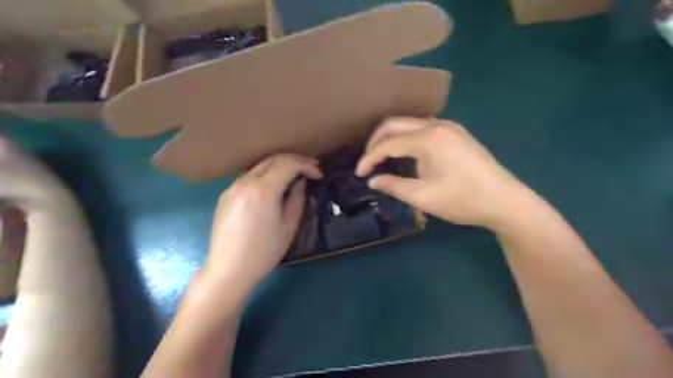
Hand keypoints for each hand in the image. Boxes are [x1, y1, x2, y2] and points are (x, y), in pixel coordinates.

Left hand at [201, 153, 320, 294]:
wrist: (229, 270)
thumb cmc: (264, 252)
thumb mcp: (289, 226)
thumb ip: (297, 199)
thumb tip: (301, 182)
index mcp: (263, 190)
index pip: (288, 164)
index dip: (306, 165)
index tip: (318, 174)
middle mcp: (245, 182)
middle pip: (273, 159)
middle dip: (295, 160)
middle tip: (311, 169)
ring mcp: (232, 187)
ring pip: (261, 166)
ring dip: (280, 166)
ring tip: (295, 175)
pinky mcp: (226, 194)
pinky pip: (250, 176)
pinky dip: (266, 175)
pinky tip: (274, 186)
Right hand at [354, 116, 533, 229]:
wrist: (505, 201)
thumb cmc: (463, 200)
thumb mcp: (423, 197)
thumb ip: (393, 186)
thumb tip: (373, 180)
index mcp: (428, 138)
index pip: (388, 143)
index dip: (369, 158)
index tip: (359, 173)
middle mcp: (437, 125)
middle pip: (395, 124)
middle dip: (376, 142)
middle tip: (367, 162)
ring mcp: (448, 127)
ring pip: (409, 124)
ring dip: (391, 138)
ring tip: (381, 158)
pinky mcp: (455, 133)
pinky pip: (422, 129)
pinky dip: (407, 139)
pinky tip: (405, 154)